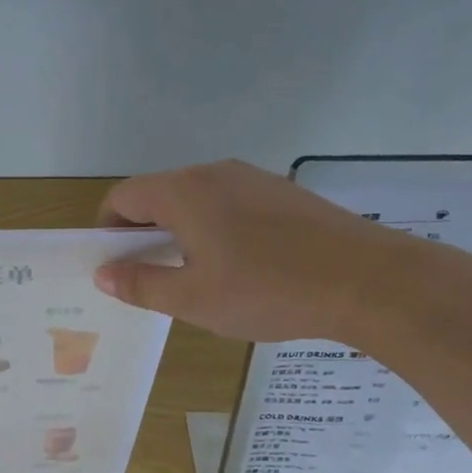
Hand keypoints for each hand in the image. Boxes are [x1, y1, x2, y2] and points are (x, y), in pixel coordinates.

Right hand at [93, 159, 409, 342]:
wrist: (368, 280)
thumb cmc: (267, 290)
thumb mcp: (193, 299)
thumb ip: (141, 284)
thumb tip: (103, 274)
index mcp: (183, 192)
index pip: (122, 197)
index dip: (107, 230)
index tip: (115, 267)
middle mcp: (213, 173)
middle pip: (158, 194)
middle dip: (143, 233)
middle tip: (152, 277)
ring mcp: (252, 178)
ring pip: (196, 199)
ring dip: (180, 231)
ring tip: (197, 275)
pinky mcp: (283, 192)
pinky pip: (229, 203)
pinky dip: (215, 227)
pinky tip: (240, 266)